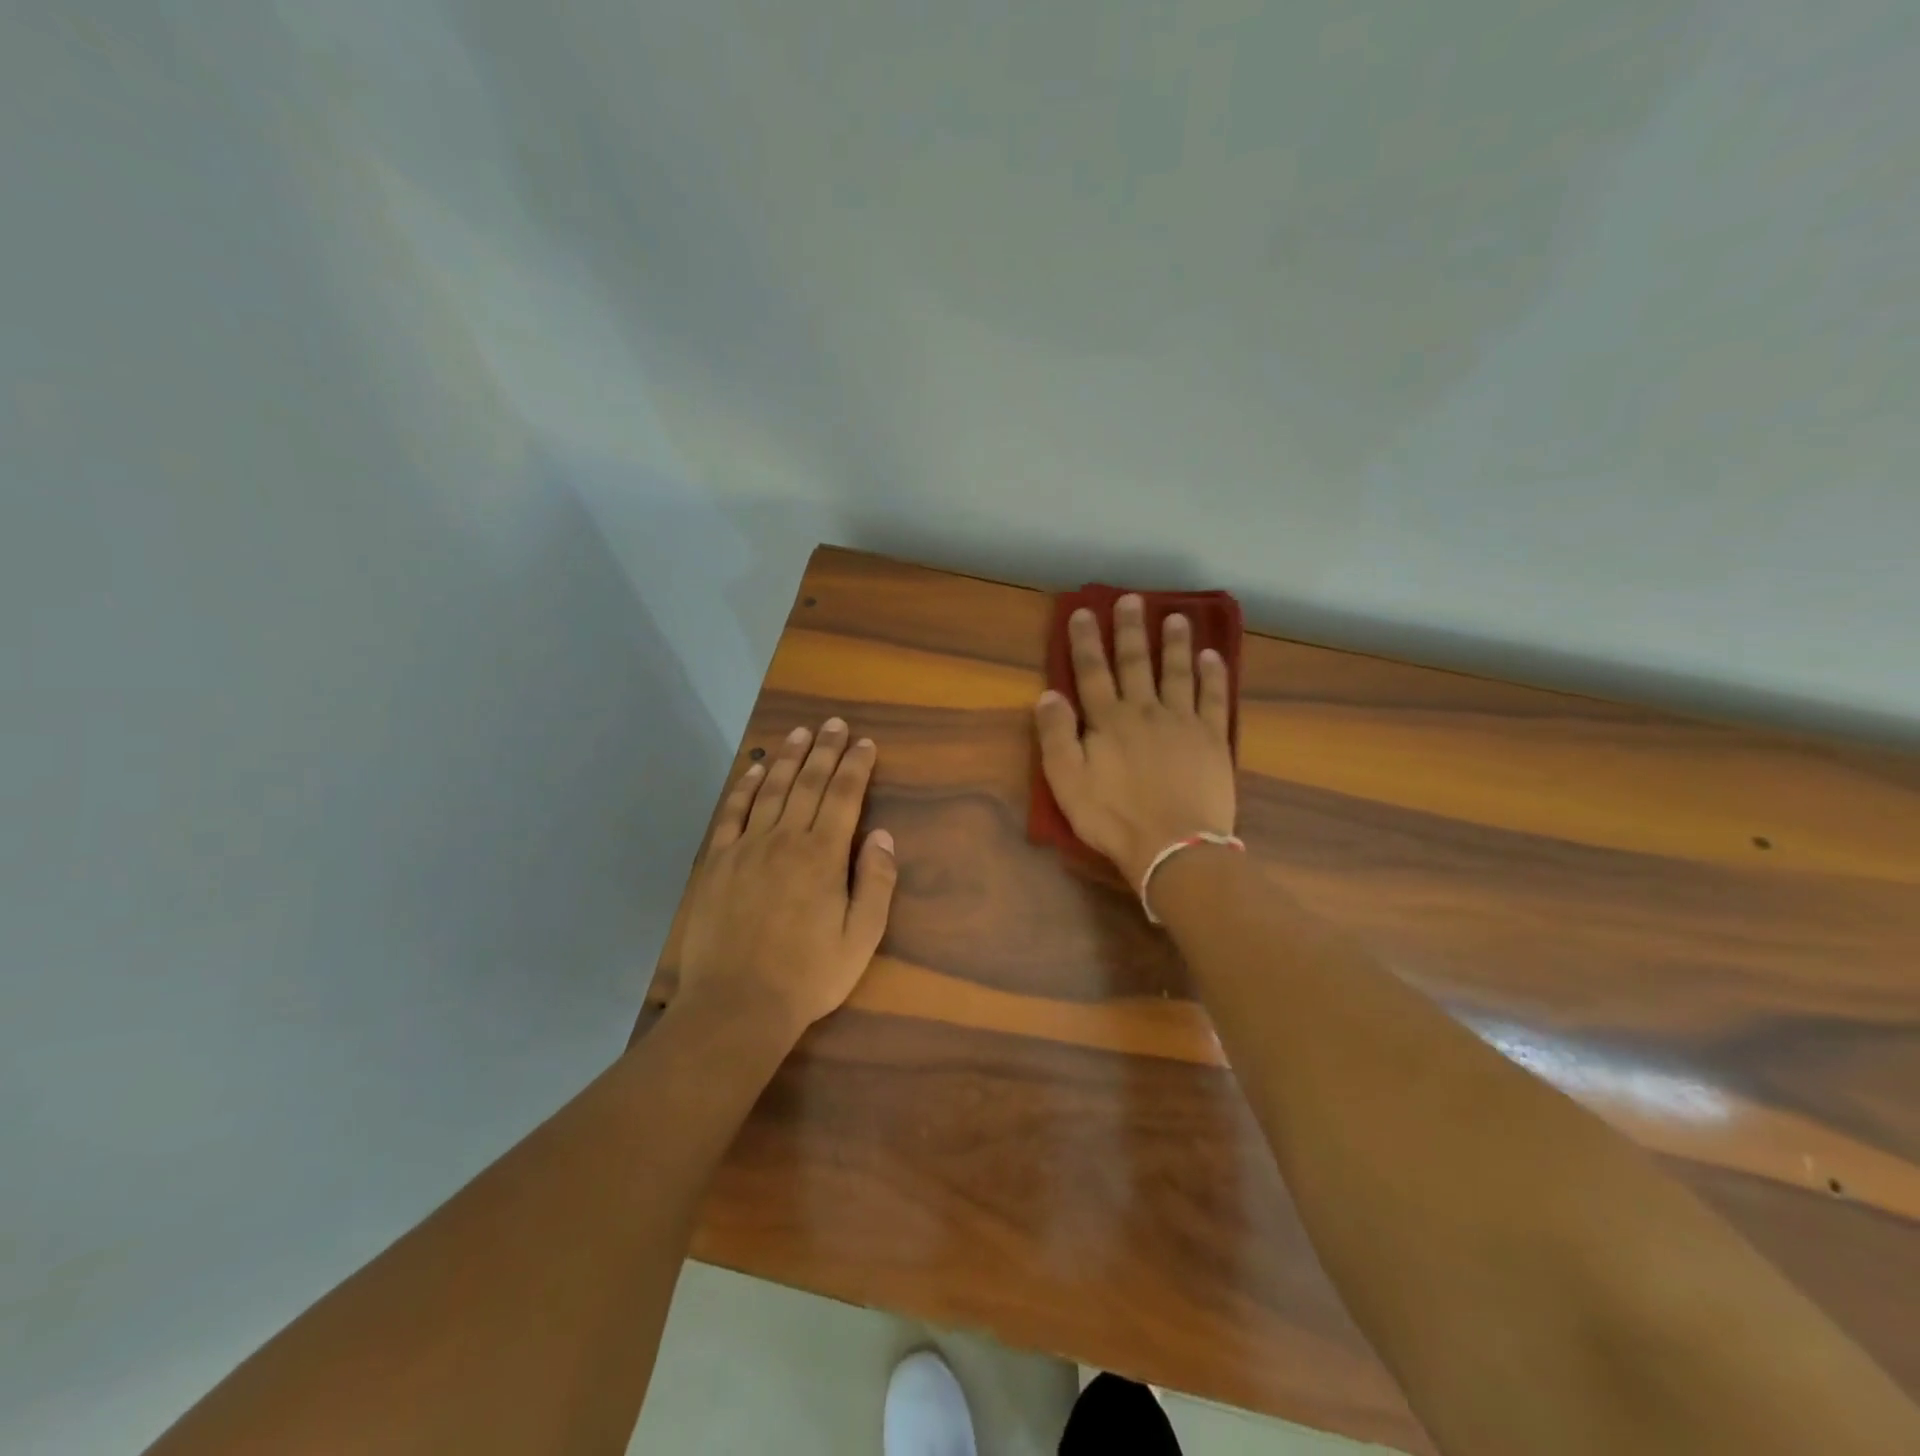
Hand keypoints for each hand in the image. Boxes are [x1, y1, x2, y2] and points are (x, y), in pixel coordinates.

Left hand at [675, 718, 897, 1038]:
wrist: (736, 1005)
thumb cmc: (808, 975)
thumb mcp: (861, 937)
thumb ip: (876, 882)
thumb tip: (883, 835)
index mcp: (823, 855)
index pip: (844, 795)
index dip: (856, 765)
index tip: (865, 743)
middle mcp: (785, 839)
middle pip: (809, 783)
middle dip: (825, 750)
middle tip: (835, 723)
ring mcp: (746, 847)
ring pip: (771, 789)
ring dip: (789, 758)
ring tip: (801, 733)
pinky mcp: (716, 862)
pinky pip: (731, 813)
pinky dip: (744, 787)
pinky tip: (755, 771)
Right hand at [1034, 595, 1236, 888]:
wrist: (1174, 847)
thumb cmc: (1114, 818)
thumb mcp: (1067, 783)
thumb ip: (1056, 736)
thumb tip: (1048, 694)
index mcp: (1108, 721)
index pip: (1092, 672)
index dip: (1085, 641)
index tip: (1083, 611)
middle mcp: (1145, 711)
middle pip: (1136, 662)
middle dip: (1131, 629)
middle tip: (1132, 599)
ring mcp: (1183, 722)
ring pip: (1178, 672)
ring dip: (1176, 643)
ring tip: (1177, 616)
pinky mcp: (1213, 739)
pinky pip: (1215, 698)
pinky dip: (1213, 675)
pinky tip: (1213, 656)